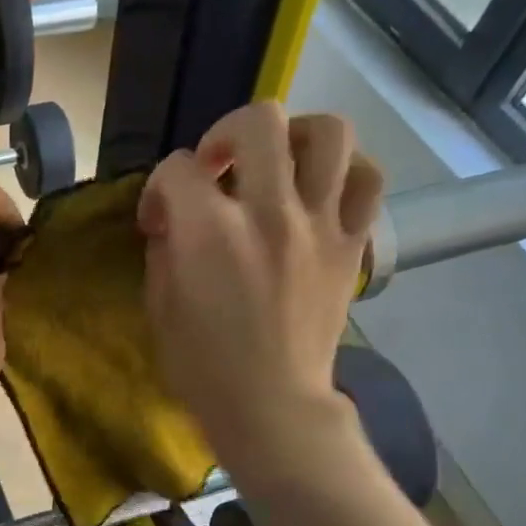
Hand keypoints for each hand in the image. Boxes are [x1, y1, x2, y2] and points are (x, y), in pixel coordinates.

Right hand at [139, 102, 382, 476]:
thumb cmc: (203, 366)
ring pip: (328, 133)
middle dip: (225, 133)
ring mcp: (319, 225)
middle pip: (258, 121)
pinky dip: (343, 170)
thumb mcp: (159, 306)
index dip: (160, 187)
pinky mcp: (351, 244)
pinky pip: (366, 178)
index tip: (159, 218)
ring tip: (276, 164)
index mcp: (210, 233)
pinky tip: (318, 189)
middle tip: (217, 167)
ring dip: (293, 137)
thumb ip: (165, 248)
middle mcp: (269, 213)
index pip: (179, 168)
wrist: (271, 405)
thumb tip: (175, 218)